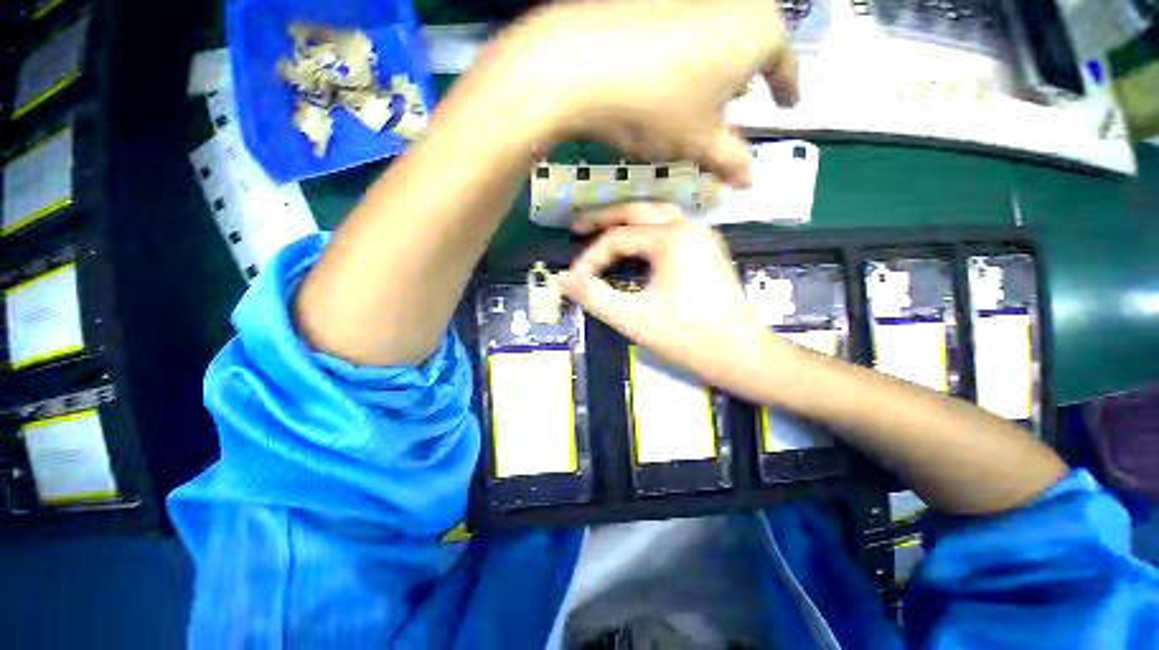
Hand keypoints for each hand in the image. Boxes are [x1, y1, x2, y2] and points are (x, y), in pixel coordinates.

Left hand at [474, 0, 798, 185]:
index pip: (785, 66)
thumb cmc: (660, 105)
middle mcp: (735, 3)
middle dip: (748, 78)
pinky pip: (688, 32)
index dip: (787, 88)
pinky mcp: (658, 2)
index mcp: (760, 34)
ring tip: (704, 96)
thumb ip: (731, 159)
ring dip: (717, 68)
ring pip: (720, 38)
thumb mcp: (700, 142)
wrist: (587, 62)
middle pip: (752, 47)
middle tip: (742, 101)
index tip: (789, 103)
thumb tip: (751, 180)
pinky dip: (688, 58)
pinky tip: (670, 79)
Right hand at [558, 203, 784, 393]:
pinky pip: (670, 229)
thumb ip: (593, 296)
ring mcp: (702, 237)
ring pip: (656, 215)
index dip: (591, 258)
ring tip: (601, 229)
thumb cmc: (688, 337)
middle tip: (577, 227)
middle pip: (637, 211)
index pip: (617, 238)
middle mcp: (689, 227)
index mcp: (672, 238)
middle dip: (604, 218)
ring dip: (626, 221)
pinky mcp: (707, 250)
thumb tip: (560, 279)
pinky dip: (645, 232)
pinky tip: (635, 245)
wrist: (741, 355)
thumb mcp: (633, 318)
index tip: (575, 280)